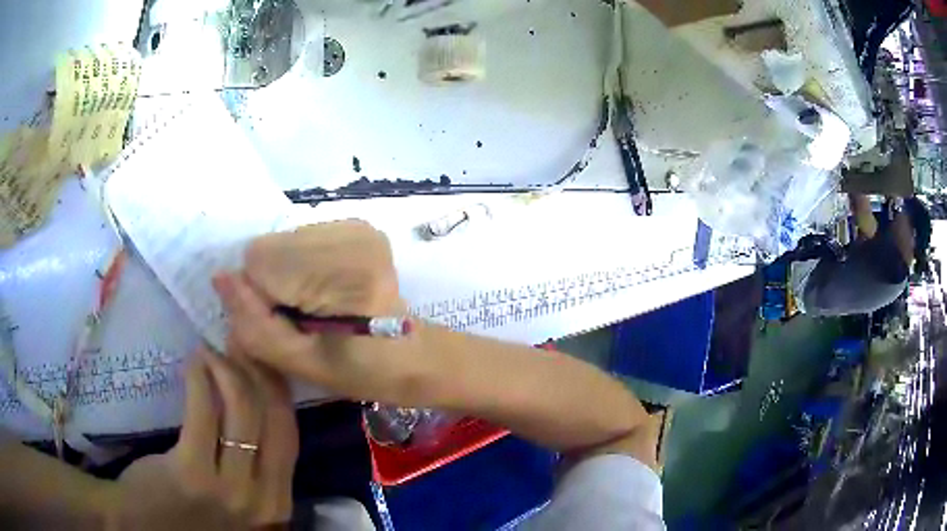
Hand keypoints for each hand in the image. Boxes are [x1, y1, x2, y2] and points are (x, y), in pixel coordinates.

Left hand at [109, 347, 297, 528]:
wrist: (148, 529)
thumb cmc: (190, 515)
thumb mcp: (236, 501)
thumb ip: (253, 470)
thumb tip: (257, 407)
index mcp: (276, 504)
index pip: (289, 436)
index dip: (277, 390)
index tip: (260, 361)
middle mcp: (263, 499)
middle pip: (273, 419)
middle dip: (258, 372)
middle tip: (238, 344)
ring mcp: (229, 490)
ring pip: (244, 410)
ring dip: (228, 368)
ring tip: (211, 352)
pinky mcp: (192, 473)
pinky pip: (204, 410)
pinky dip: (201, 377)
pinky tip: (195, 363)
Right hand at [213, 221, 436, 405]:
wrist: (411, 353)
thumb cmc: (359, 370)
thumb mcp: (300, 363)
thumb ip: (255, 325)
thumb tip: (221, 277)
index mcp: (343, 274)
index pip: (258, 260)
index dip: (259, 296)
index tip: (285, 322)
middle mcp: (352, 236)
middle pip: (270, 247)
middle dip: (272, 283)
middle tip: (302, 315)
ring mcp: (358, 226)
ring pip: (284, 241)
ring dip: (287, 273)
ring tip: (317, 303)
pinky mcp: (359, 225)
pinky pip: (302, 239)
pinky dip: (302, 264)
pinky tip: (328, 288)